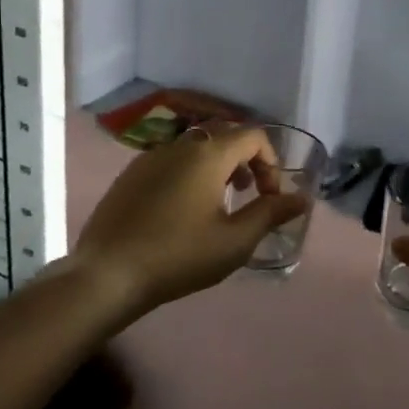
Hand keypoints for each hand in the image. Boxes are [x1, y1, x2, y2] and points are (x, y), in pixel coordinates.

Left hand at [73, 123, 310, 312]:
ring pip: (196, 147)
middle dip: (245, 160)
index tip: (269, 197)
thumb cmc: (178, 256)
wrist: (107, 273)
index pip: (253, 136)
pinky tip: (182, 211)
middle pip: (224, 135)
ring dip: (217, 166)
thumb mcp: (234, 241)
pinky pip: (171, 160)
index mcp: (208, 154)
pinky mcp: (131, 174)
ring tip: (219, 203)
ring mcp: (151, 157)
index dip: (271, 161)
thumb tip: (302, 198)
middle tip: (249, 194)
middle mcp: (180, 145)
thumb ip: (270, 214)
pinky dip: (190, 173)